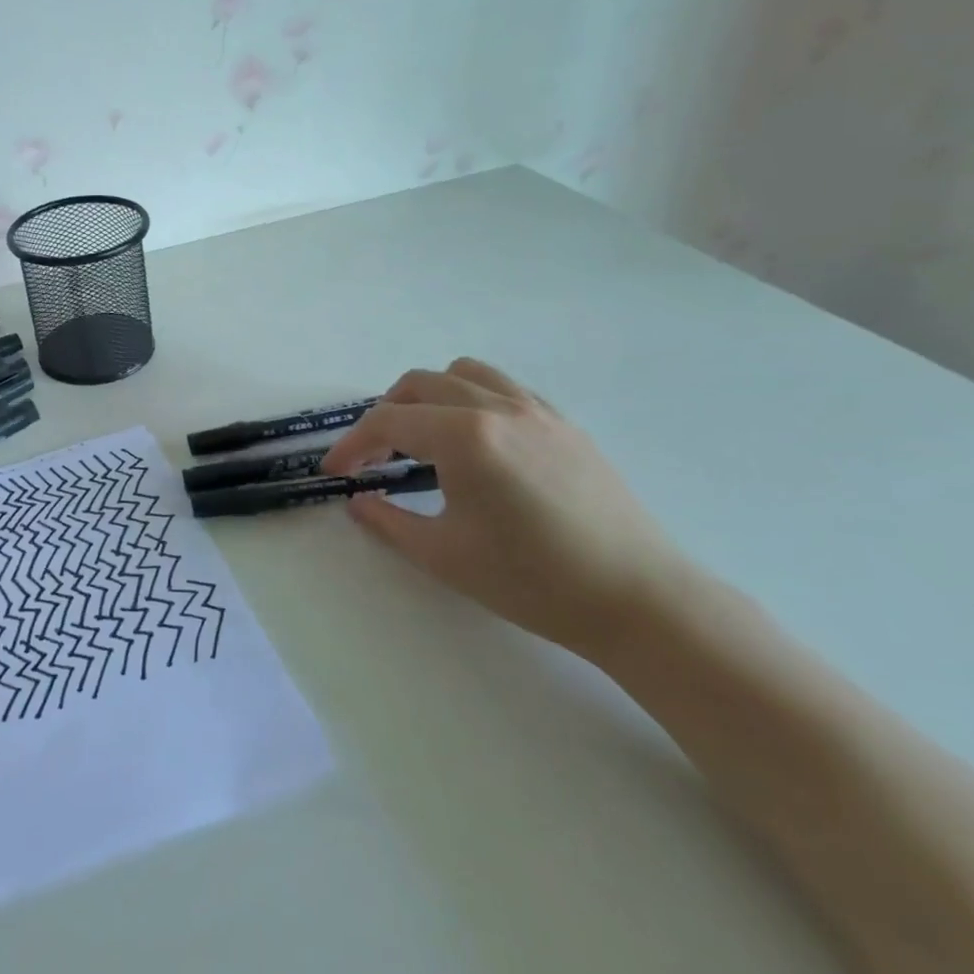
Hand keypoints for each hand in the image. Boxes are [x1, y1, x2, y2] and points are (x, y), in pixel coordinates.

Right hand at [322, 358, 696, 658]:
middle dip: (385, 416)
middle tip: (375, 458)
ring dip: (428, 396)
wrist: (638, 600)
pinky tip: (475, 442)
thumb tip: (357, 501)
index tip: (335, 472)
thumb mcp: (443, 555)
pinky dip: (471, 399)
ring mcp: (537, 411)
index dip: (352, 445)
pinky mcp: (564, 425)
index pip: (388, 422)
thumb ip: (387, 521)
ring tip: (422, 438)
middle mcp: (497, 408)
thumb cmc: (531, 580)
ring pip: (463, 373)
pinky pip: (504, 388)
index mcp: (464, 436)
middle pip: (419, 385)